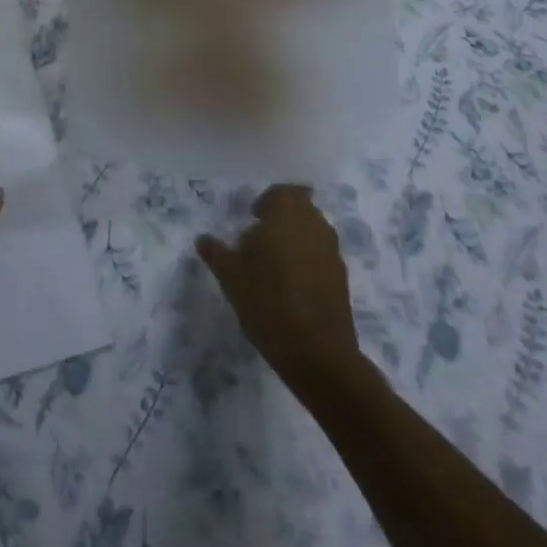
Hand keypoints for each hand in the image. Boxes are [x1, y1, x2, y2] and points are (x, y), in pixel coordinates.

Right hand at [197, 185, 360, 390]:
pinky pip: (322, 257)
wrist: (317, 353)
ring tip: (274, 266)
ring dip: (296, 241)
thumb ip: (216, 252)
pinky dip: (308, 263)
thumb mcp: (230, 276)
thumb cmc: (268, 301)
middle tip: (260, 241)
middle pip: (300, 209)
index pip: (282, 192)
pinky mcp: (343, 280)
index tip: (253, 219)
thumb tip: (203, 239)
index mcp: (288, 213)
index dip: (268, 202)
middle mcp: (315, 224)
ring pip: (312, 233)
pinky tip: (292, 287)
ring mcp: (333, 252)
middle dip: (282, 220)